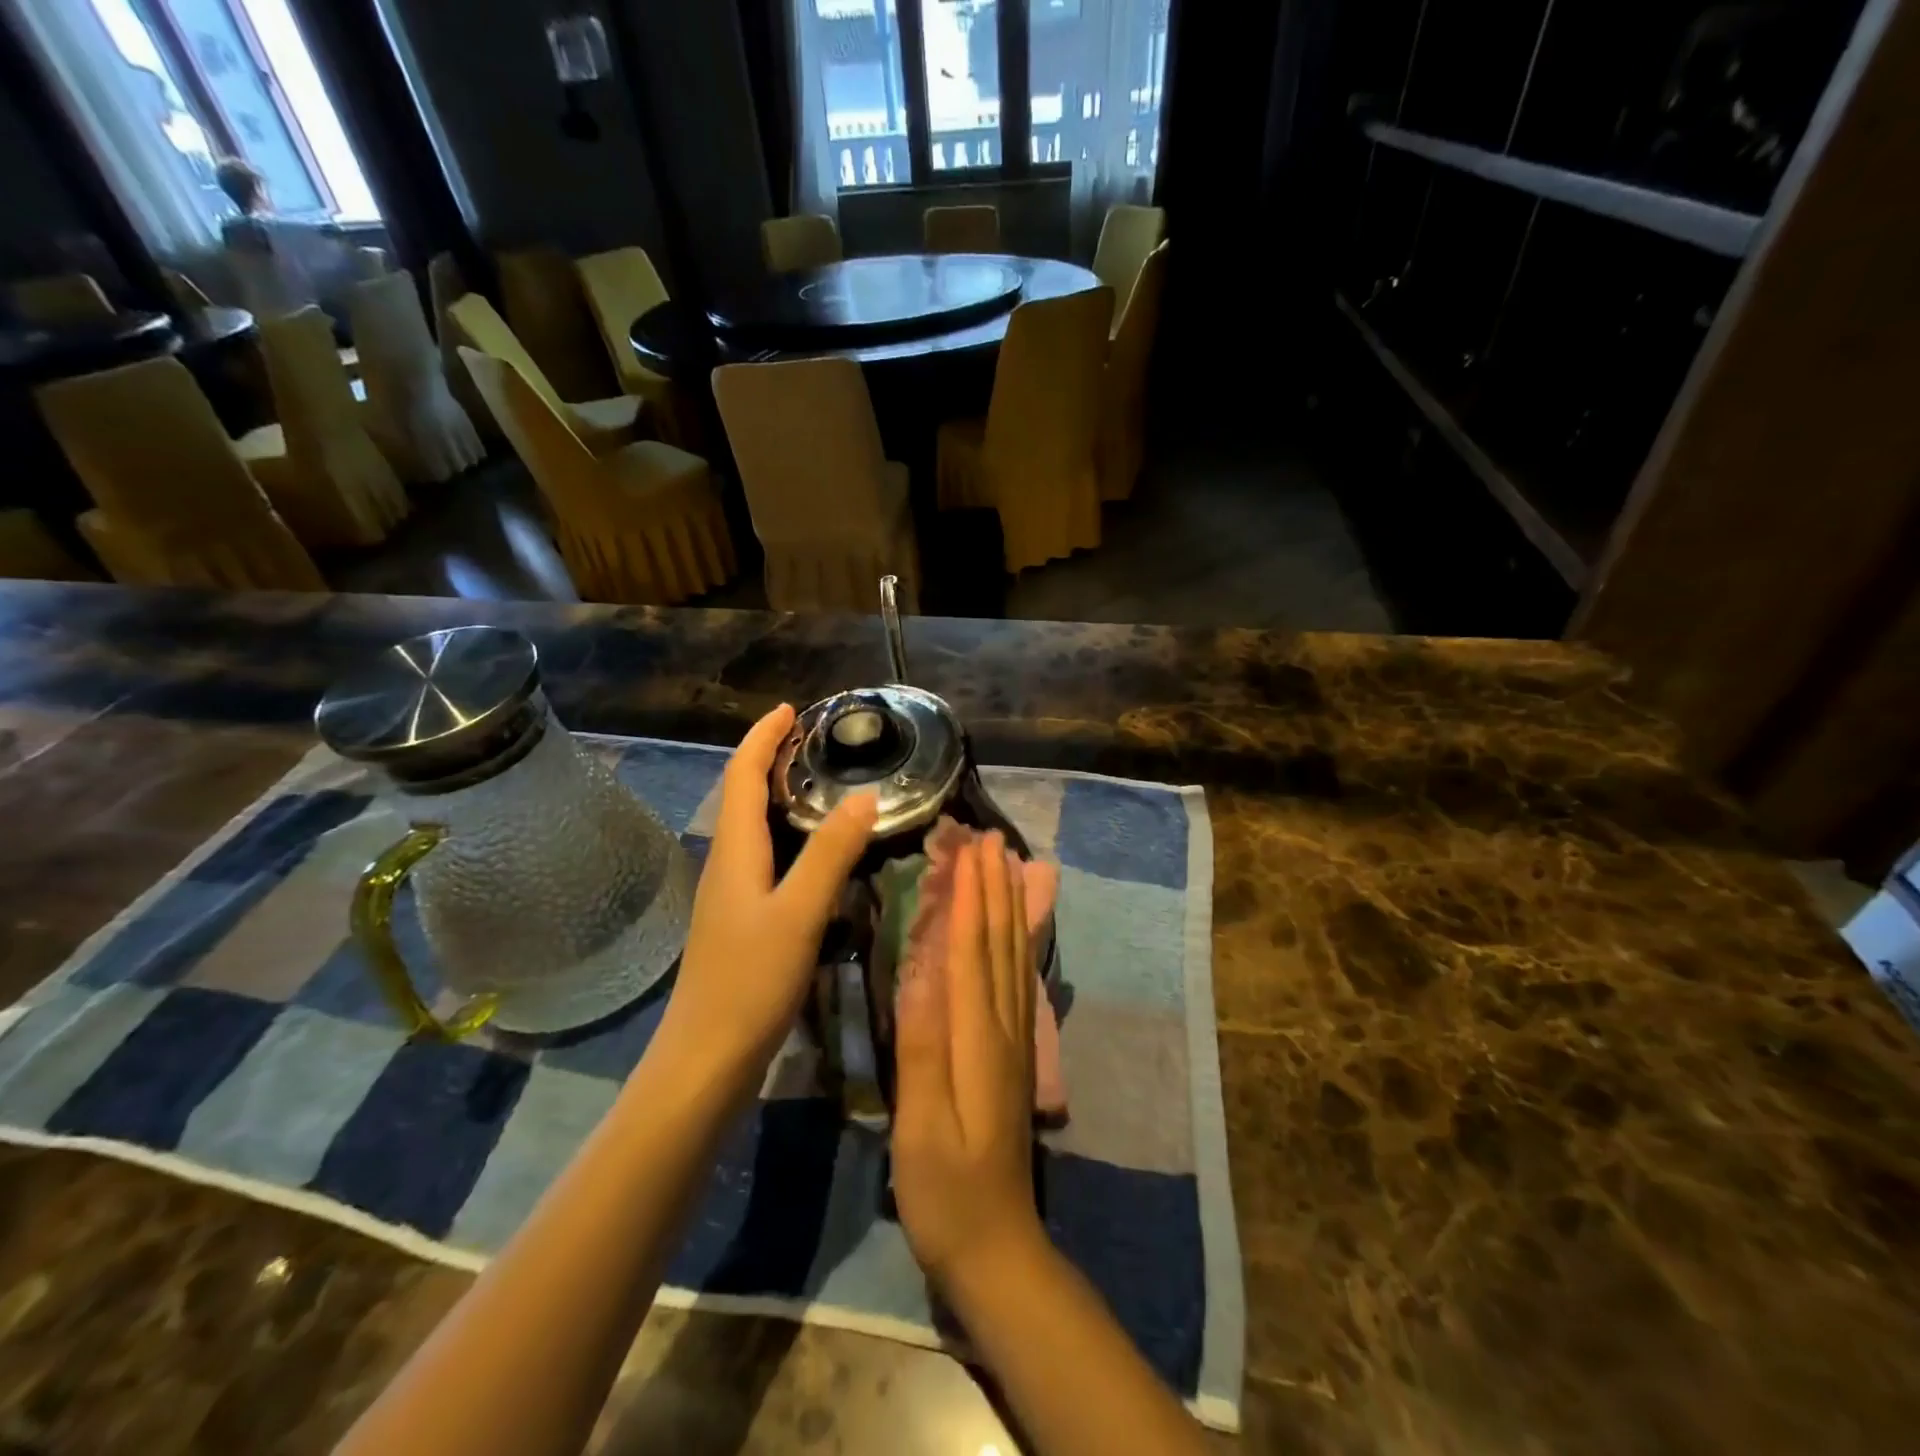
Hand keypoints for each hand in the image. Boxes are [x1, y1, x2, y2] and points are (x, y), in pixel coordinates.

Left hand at [658, 705, 876, 1089]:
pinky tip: (816, 853)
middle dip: (772, 759)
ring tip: (824, 785)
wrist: (705, 1061)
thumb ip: (831, 853)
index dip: (763, 737)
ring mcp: (731, 895)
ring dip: (780, 796)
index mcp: (734, 851)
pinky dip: (788, 836)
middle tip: (818, 742)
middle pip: (743, 795)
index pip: (741, 774)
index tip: (792, 709)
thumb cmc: (749, 981)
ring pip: (754, 828)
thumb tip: (865, 796)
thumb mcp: (799, 913)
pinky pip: (765, 858)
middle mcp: (727, 864)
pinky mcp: (741, 921)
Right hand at [892, 832, 1047, 1291]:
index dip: (971, 897)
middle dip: (995, 887)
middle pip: (1000, 944)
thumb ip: (922, 1046)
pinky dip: (1018, 943)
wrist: (997, 1248)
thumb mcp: (921, 1125)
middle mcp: (1004, 1028)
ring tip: (1008, 865)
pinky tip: (1016, 930)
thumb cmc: (945, 1190)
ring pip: (1015, 957)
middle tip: (991, 838)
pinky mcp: (1016, 1055)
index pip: (973, 951)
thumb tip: (921, 970)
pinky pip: (1019, 983)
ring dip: (1011, 907)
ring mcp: (1016, 1041)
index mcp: (977, 1039)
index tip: (969, 849)